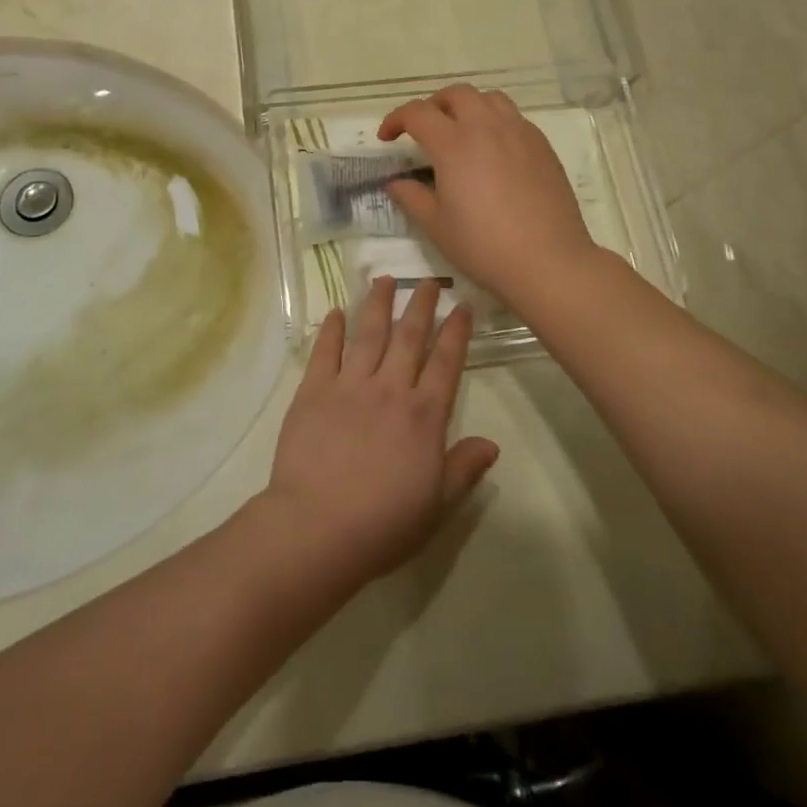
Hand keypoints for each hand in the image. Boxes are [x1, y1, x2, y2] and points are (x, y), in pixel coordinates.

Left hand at [261, 280, 497, 588]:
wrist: (318, 527)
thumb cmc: (384, 523)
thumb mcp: (437, 505)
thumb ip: (463, 469)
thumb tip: (492, 444)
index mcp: (423, 415)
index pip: (446, 363)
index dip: (456, 332)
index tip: (462, 305)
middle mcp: (389, 389)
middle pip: (409, 337)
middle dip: (420, 305)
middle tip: (428, 280)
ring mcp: (349, 385)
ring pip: (368, 334)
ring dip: (378, 304)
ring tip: (384, 279)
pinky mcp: (313, 390)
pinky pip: (325, 351)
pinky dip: (332, 329)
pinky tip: (336, 311)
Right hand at [378, 85, 600, 305]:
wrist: (548, 262)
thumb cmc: (484, 246)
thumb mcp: (437, 226)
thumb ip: (412, 197)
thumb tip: (395, 183)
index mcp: (454, 144)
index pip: (417, 113)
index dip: (396, 120)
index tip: (387, 138)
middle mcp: (487, 128)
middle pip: (456, 94)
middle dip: (433, 105)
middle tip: (424, 130)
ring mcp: (519, 133)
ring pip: (489, 99)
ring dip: (468, 107)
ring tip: (461, 132)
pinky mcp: (542, 146)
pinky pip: (514, 118)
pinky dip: (495, 122)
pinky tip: (493, 151)